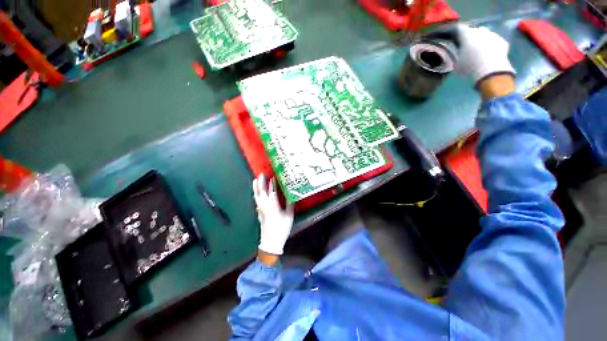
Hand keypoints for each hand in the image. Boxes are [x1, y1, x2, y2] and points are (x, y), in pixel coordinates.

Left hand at [253, 174, 293, 255]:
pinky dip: (256, 195)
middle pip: (261, 191)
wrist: (271, 242)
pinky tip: (256, 194)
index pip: (272, 190)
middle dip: (261, 182)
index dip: (272, 182)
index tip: (273, 175)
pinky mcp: (259, 213)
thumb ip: (290, 204)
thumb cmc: (281, 228)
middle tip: (261, 174)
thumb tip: (292, 195)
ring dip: (256, 187)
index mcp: (273, 204)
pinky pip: (256, 201)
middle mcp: (265, 205)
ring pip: (257, 195)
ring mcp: (260, 209)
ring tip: (255, 180)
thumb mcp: (289, 216)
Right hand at [457, 25, 514, 84]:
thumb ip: (456, 55)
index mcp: (467, 34)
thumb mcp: (456, 63)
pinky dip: (492, 46)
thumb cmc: (470, 66)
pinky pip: (495, 42)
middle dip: (471, 37)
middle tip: (467, 45)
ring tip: (479, 50)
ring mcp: (493, 35)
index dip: (456, 33)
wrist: (490, 70)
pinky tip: (489, 54)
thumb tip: (457, 53)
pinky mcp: (502, 41)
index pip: (459, 29)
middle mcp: (480, 31)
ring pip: (485, 35)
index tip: (454, 38)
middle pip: (474, 31)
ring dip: (482, 40)